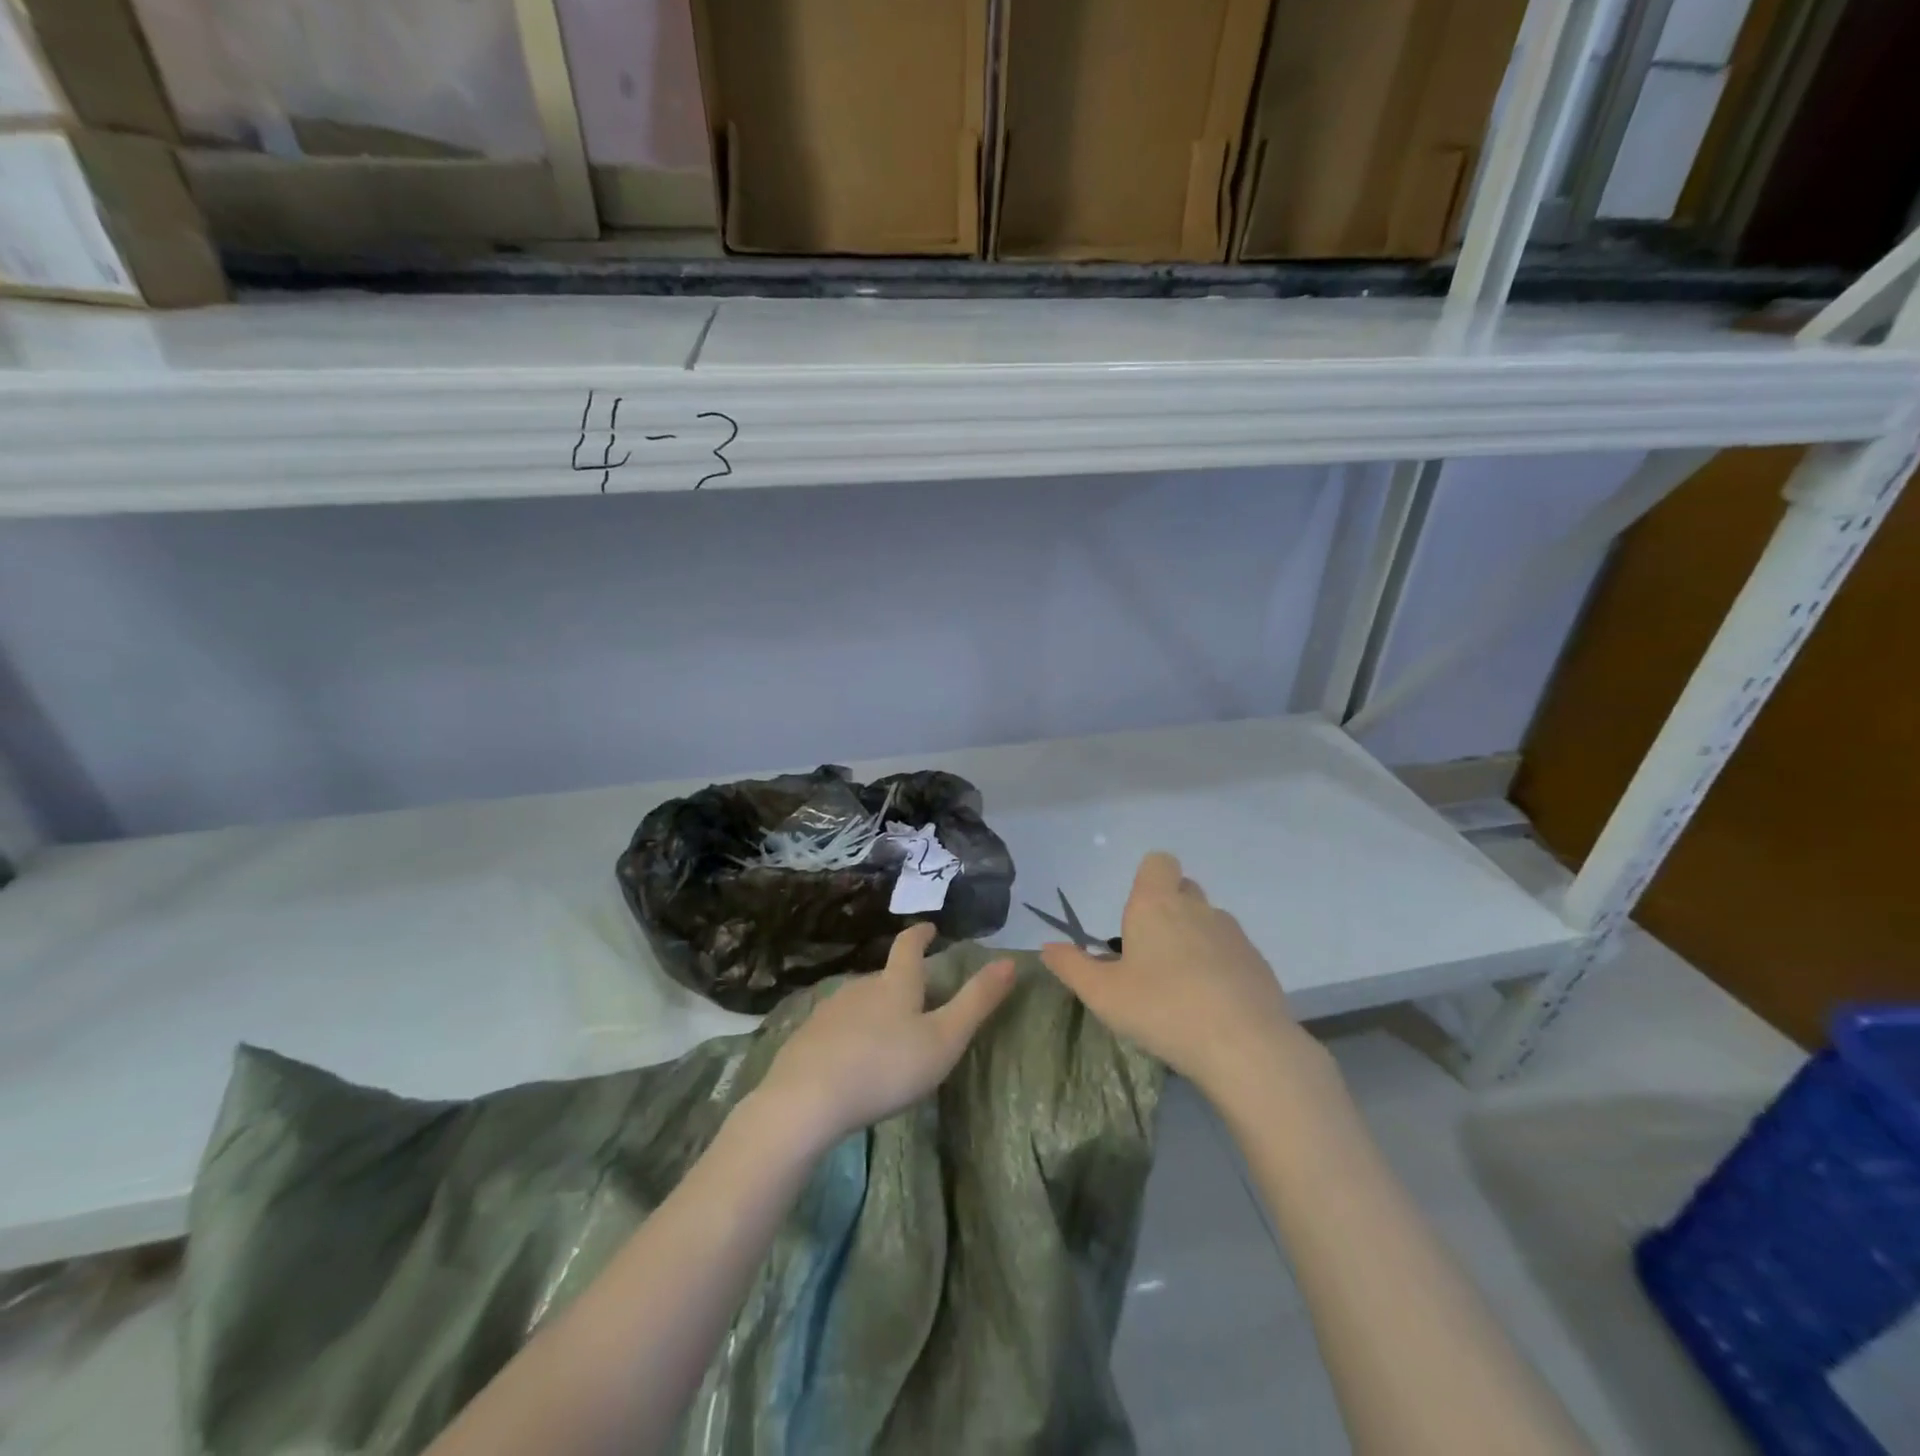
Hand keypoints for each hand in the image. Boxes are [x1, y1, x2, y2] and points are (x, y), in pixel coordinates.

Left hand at [756, 923, 1016, 1149]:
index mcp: (896, 983)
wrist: (806, 1099)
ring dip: (877, 1008)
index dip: (921, 935)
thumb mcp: (944, 1039)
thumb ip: (977, 1002)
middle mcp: (861, 986)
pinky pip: (838, 1026)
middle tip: (920, 997)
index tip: (929, 928)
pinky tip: (854, 1057)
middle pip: (885, 976)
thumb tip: (1010, 960)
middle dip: (902, 981)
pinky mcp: (808, 1037)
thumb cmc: (886, 1067)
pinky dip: (852, 1033)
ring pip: (861, 1001)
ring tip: (889, 1032)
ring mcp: (830, 1010)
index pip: (909, 946)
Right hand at [1039, 852, 1318, 1099]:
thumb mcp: (1103, 994)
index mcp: (1156, 905)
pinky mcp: (1258, 962)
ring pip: (1208, 920)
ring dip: (1194, 938)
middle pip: (1183, 888)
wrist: (1244, 1046)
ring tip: (1181, 985)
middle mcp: (1196, 908)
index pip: (1158, 862)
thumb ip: (1072, 967)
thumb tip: (1048, 948)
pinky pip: (1231, 950)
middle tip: (1150, 953)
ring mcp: (1232, 934)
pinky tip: (1212, 1005)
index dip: (1148, 879)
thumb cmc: (1162, 1009)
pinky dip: (1220, 966)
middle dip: (1168, 909)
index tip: (1135, 916)